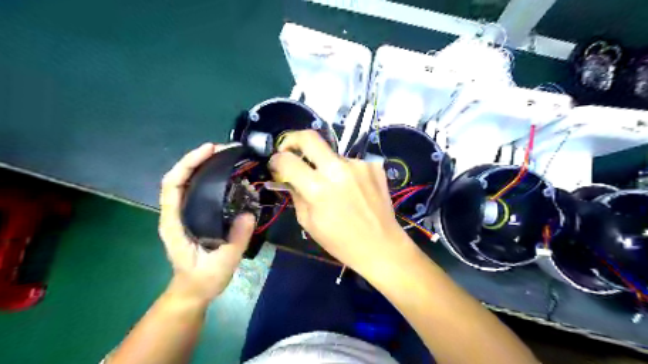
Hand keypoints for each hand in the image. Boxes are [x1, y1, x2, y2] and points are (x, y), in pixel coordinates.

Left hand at [159, 143, 255, 304]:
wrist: (193, 290)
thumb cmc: (203, 278)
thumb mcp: (223, 262)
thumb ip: (236, 238)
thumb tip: (249, 213)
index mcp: (174, 223)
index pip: (173, 185)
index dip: (188, 163)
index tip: (209, 150)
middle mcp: (174, 214)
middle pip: (179, 177)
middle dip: (197, 158)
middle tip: (222, 149)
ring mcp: (183, 214)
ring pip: (187, 182)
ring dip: (202, 165)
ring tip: (225, 156)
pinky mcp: (193, 216)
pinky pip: (196, 190)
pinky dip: (207, 177)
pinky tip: (224, 174)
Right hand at [269, 129, 408, 274]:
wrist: (381, 246)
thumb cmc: (341, 242)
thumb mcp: (308, 223)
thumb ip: (296, 195)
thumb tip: (288, 178)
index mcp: (319, 189)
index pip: (288, 161)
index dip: (276, 160)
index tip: (276, 164)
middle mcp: (339, 169)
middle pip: (309, 137)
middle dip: (293, 139)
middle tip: (289, 149)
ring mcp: (359, 165)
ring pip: (332, 155)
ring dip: (326, 166)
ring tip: (335, 187)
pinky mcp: (374, 166)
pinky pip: (350, 163)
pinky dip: (345, 173)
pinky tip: (353, 190)